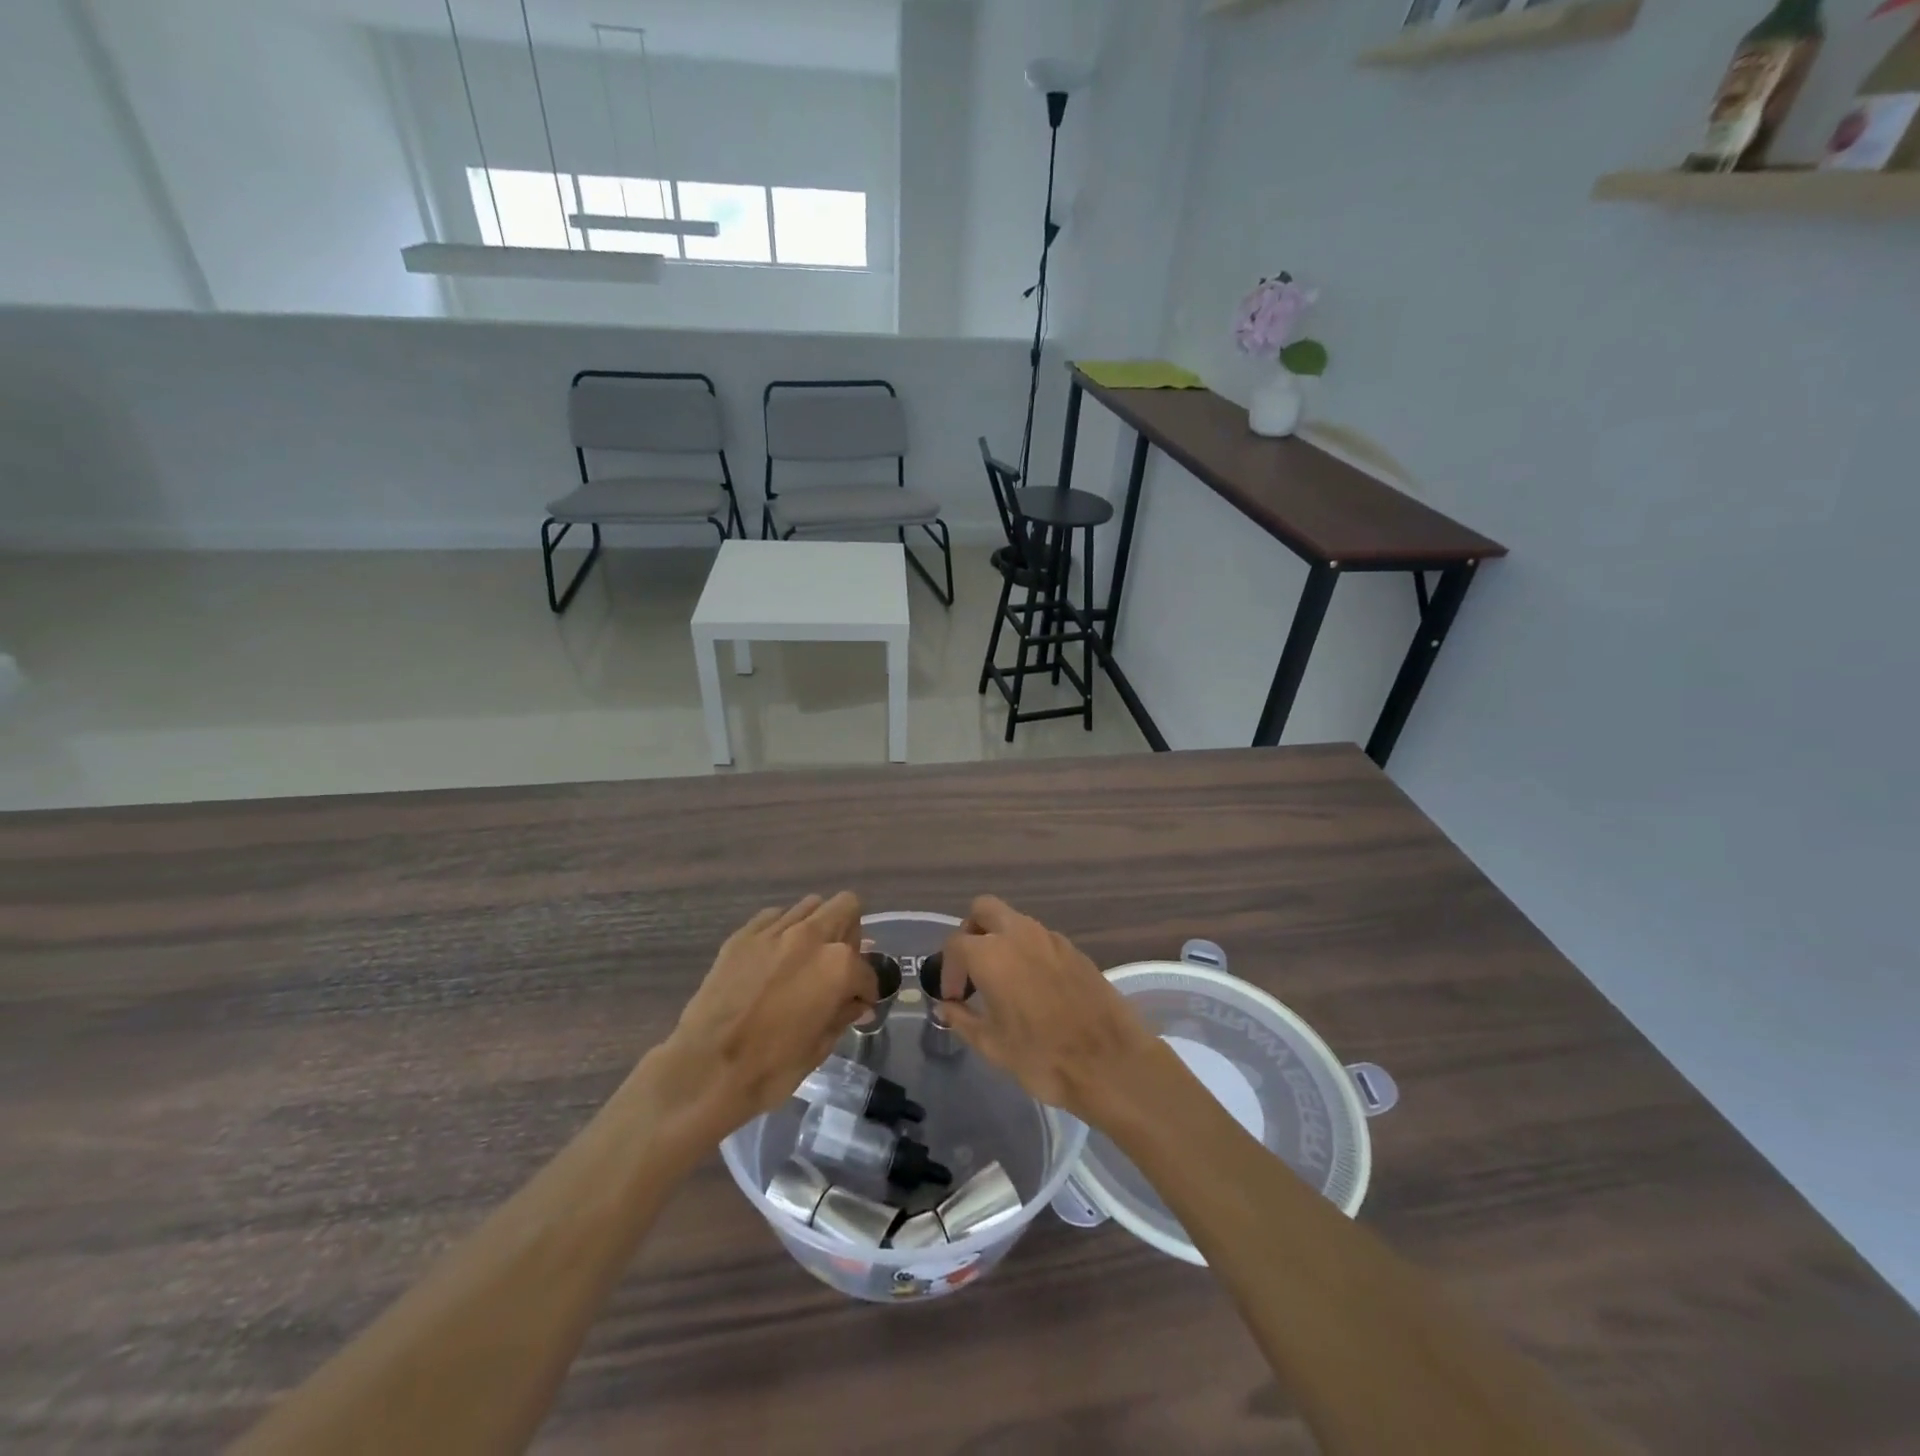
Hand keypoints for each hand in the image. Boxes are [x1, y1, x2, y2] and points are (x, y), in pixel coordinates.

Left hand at [642, 893, 875, 1145]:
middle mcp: (811, 936)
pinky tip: (774, 958)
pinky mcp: (743, 935)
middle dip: (850, 933)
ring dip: (817, 926)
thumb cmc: (770, 1068)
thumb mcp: (819, 1047)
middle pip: (846, 907)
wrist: (705, 1069)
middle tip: (838, 965)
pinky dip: (782, 931)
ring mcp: (774, 931)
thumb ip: (843, 1015)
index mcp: (838, 966)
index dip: (866, 990)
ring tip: (805, 957)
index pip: (867, 969)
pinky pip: (774, 917)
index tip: (858, 1003)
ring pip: (810, 905)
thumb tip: (857, 1004)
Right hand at [935, 896, 1168, 1125]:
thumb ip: (962, 1019)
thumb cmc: (1041, 1056)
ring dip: (1001, 940)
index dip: (948, 970)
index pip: (955, 944)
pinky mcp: (1075, 950)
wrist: (1110, 1062)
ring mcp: (1051, 938)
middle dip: (972, 932)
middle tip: (973, 968)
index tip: (954, 997)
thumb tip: (946, 1006)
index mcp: (991, 953)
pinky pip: (1040, 939)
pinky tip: (1034, 988)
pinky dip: (1028, 952)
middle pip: (984, 910)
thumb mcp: (991, 1044)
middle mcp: (1019, 934)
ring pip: (1015, 921)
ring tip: (1003, 982)